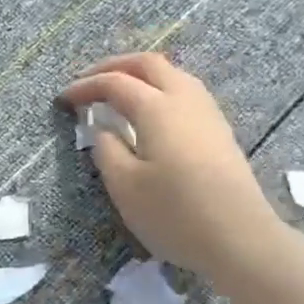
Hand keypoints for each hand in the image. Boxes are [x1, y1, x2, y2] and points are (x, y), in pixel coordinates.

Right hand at [60, 52, 283, 279]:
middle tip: (89, 81)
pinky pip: (185, 94)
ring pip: (173, 76)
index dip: (86, 86)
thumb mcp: (125, 186)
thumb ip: (107, 151)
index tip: (64, 99)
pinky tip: (151, 115)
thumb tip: (103, 129)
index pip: (116, 83)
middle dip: (115, 66)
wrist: (239, 238)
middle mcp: (185, 99)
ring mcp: (208, 114)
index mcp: (157, 108)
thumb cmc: (174, 213)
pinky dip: (160, 92)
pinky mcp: (219, 132)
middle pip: (150, 65)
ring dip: (141, 76)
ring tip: (118, 95)